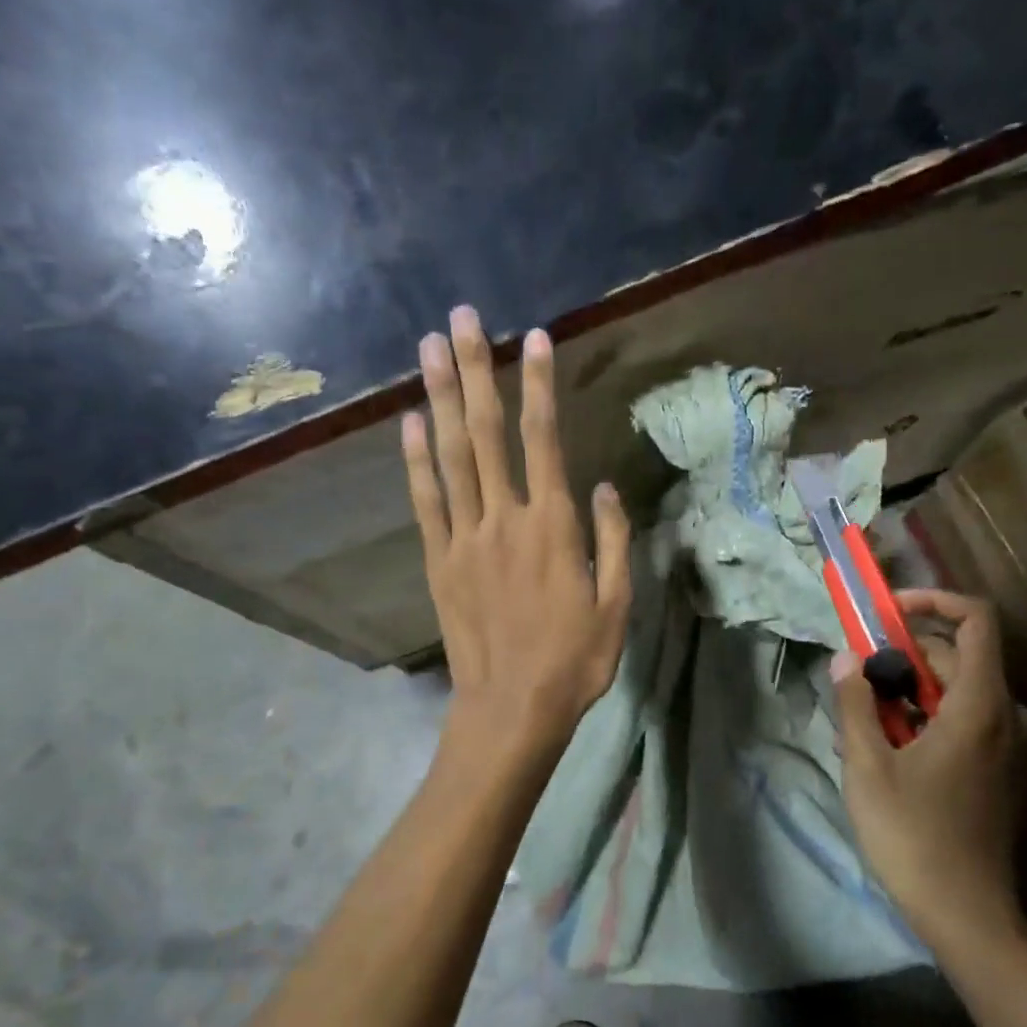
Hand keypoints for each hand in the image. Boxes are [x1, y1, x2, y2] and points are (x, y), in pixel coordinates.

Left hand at [403, 306, 631, 756]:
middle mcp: (505, 519)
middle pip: (487, 431)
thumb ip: (612, 539)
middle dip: (477, 369)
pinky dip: (415, 460)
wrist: (513, 708)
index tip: (533, 336)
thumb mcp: (617, 603)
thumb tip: (604, 485)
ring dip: (441, 397)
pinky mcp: (439, 561)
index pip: (544, 439)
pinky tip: (409, 422)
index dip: (539, 384)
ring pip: (452, 456)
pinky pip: (426, 501)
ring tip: (428, 347)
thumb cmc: (575, 659)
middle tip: (462, 317)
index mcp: (553, 526)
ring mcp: (465, 538)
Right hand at [833, 589, 1026, 956]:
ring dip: (914, 689)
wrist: (970, 916)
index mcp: (981, 705)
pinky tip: (895, 749)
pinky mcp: (1006, 770)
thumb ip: (855, 703)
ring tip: (868, 720)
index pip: (976, 620)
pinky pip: (970, 719)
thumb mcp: (868, 766)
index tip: (888, 614)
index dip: (933, 601)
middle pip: (960, 656)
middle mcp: (1009, 716)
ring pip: (961, 690)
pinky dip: (932, 715)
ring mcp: (1013, 746)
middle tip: (858, 679)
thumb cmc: (913, 835)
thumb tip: (846, 657)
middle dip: (906, 655)